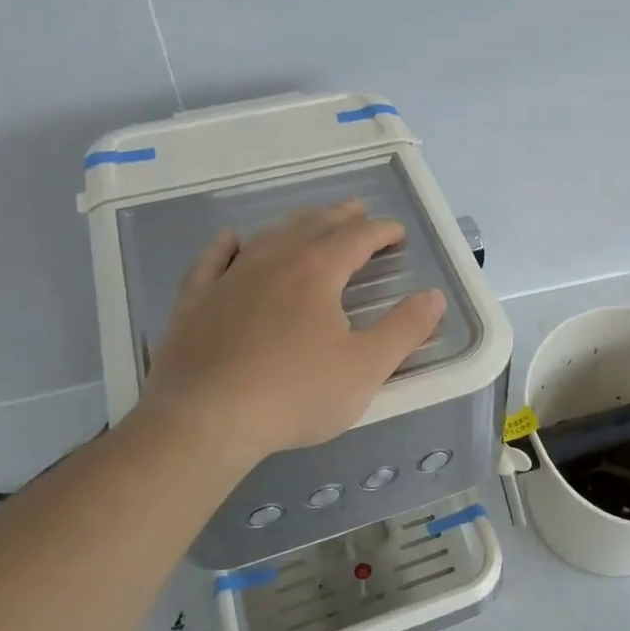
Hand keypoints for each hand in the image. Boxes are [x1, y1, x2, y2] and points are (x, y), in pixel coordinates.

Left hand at [135, 201, 445, 463]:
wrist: (206, 419)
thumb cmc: (296, 394)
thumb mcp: (366, 367)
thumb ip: (405, 329)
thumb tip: (433, 296)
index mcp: (317, 272)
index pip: (356, 238)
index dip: (380, 231)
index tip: (396, 231)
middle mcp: (273, 262)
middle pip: (312, 227)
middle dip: (339, 218)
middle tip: (356, 211)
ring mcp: (228, 279)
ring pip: (267, 238)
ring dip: (294, 225)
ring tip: (309, 222)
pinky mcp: (195, 302)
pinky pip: (212, 260)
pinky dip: (226, 246)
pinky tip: (231, 240)